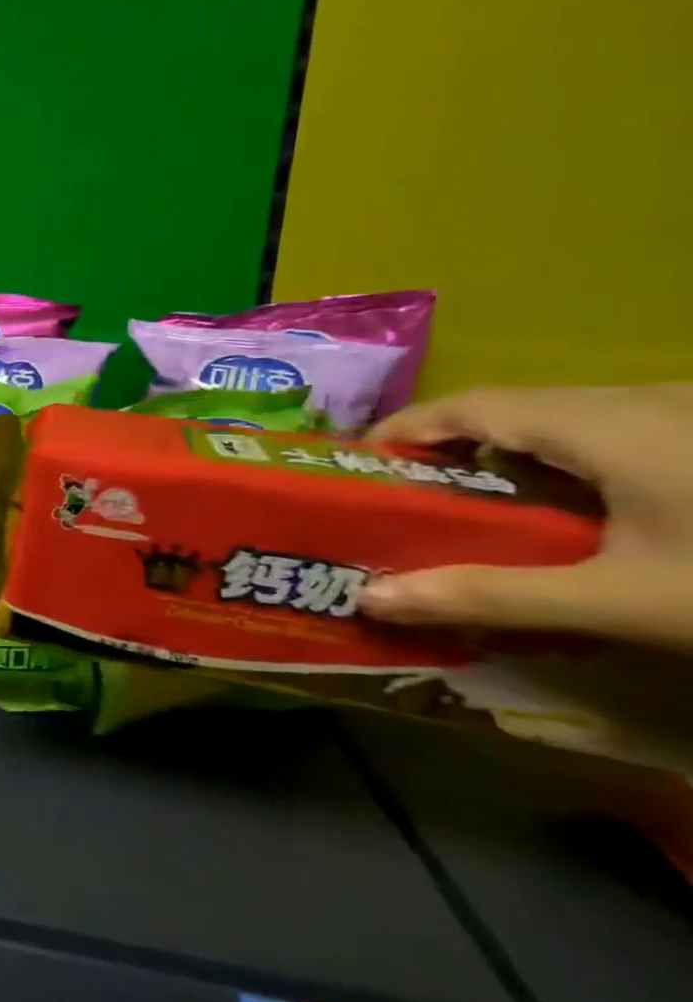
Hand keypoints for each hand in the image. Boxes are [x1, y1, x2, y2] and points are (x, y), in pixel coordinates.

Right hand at [358, 384, 692, 651]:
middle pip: (514, 410)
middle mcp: (643, 402)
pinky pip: (618, 435)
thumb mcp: (632, 600)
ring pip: (569, 422)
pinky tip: (585, 517)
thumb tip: (369, 598)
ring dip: (511, 460)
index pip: (468, 405)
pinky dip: (569, 467)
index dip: (404, 427)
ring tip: (484, 514)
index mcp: (604, 424)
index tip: (357, 464)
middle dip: (451, 450)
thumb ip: (495, 595)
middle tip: (412, 501)